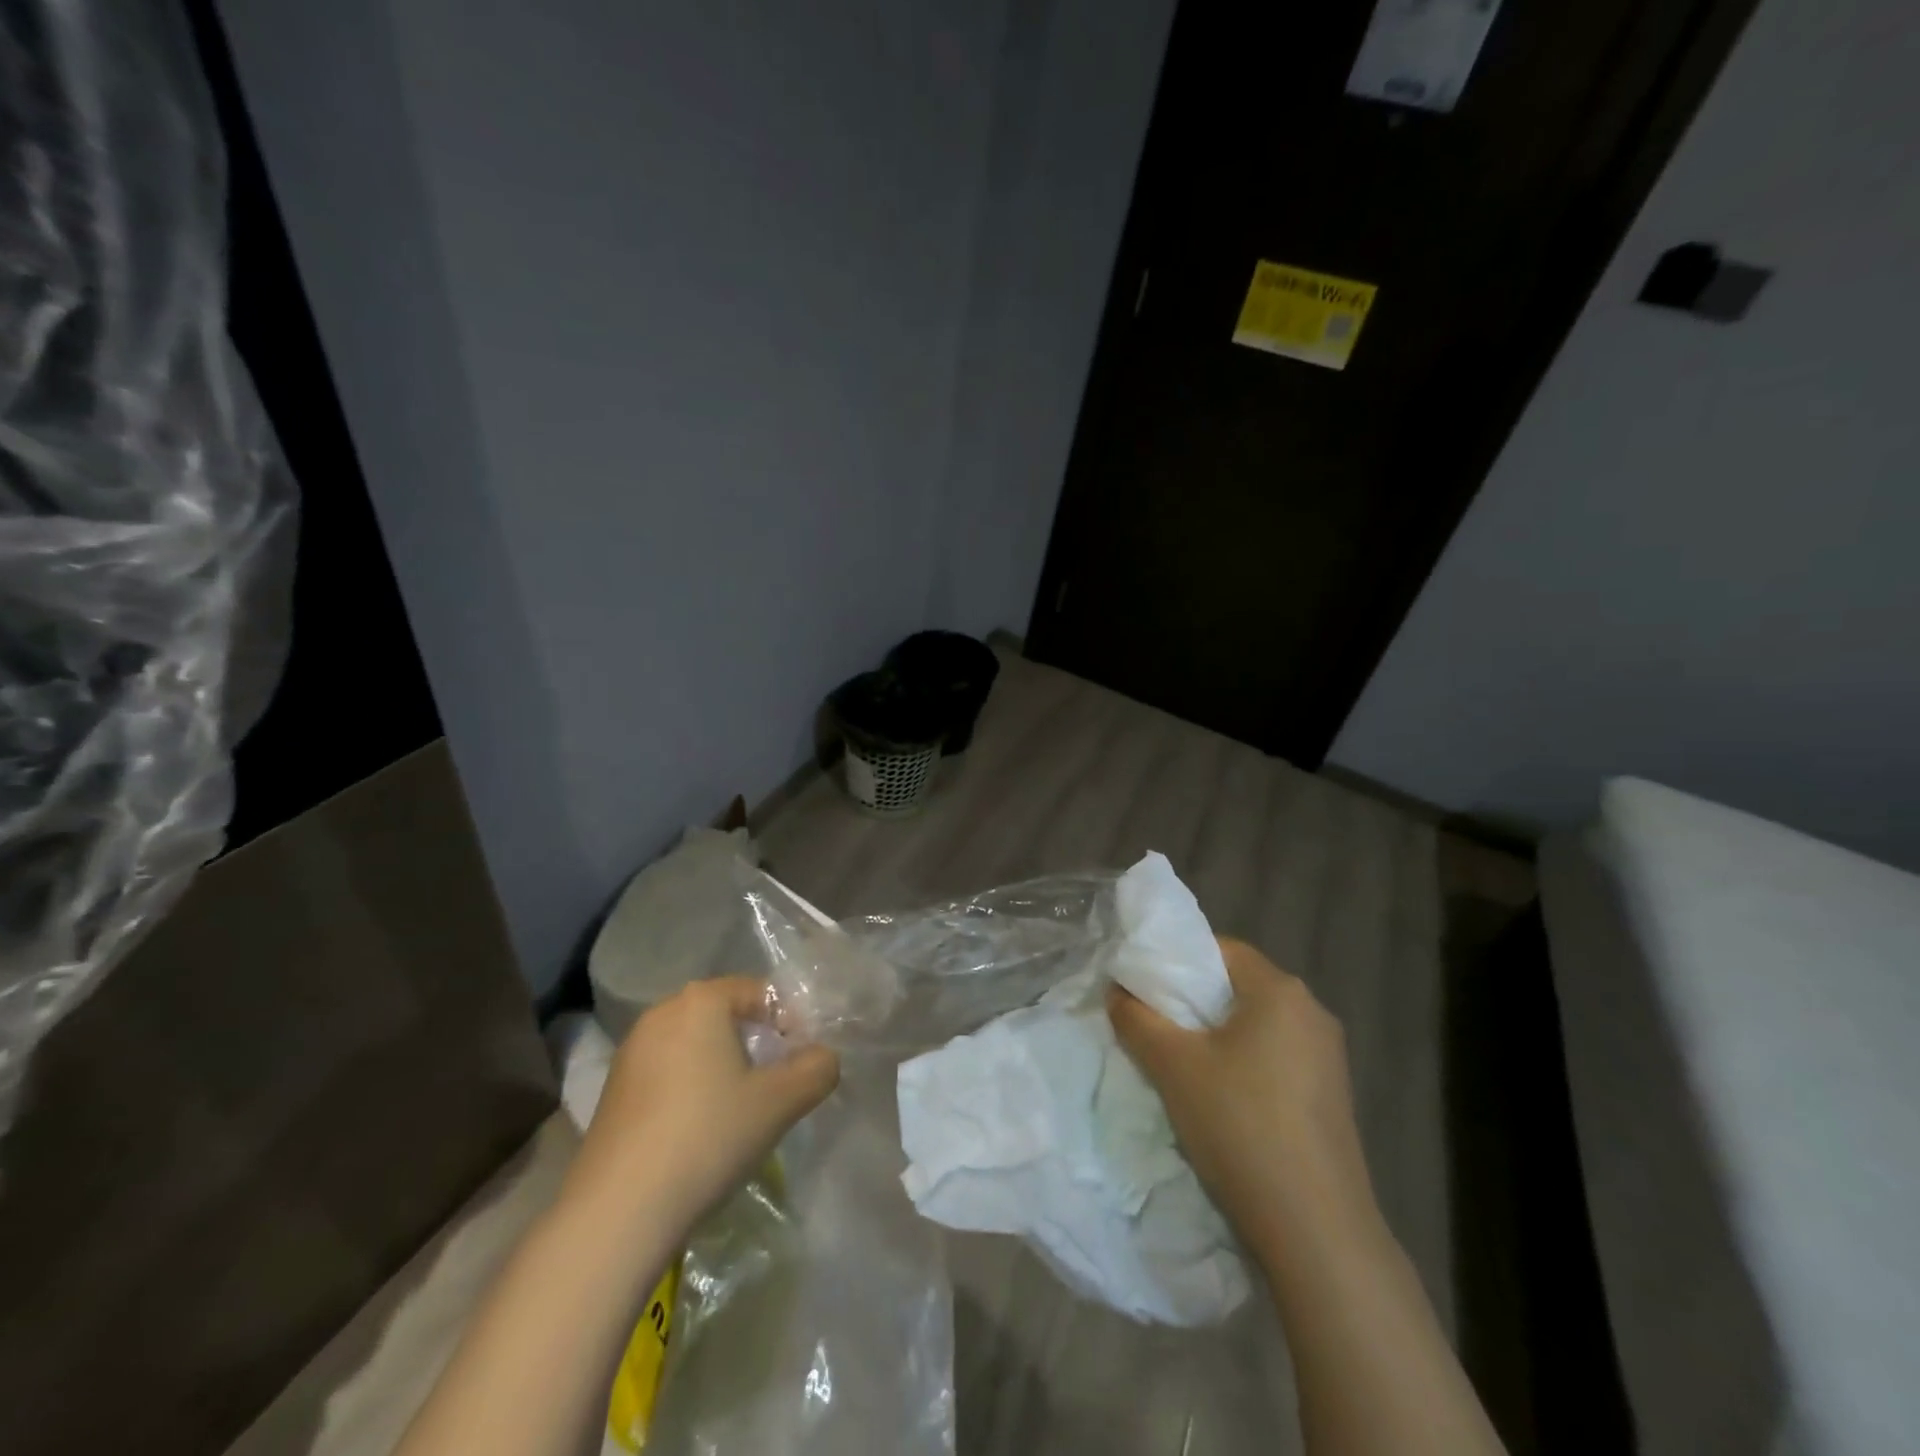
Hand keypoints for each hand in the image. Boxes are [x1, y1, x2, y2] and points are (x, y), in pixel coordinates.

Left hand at [564, 977, 839, 1237]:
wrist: (618, 1211)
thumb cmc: (707, 1136)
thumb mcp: (780, 1102)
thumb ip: (817, 1069)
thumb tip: (824, 1057)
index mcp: (701, 1001)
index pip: (760, 992)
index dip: (790, 1022)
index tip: (803, 1061)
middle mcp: (662, 1012)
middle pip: (726, 1015)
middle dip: (757, 1042)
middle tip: (777, 1083)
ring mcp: (631, 1051)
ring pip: (696, 1044)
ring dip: (724, 1066)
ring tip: (741, 1109)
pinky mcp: (613, 1089)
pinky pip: (668, 1071)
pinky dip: (692, 1087)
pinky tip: (700, 1129)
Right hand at [1107, 937, 1378, 1264]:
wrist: (1317, 1230)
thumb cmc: (1241, 1126)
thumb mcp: (1173, 1066)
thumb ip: (1137, 1018)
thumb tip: (1116, 990)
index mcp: (1281, 990)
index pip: (1220, 949)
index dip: (1177, 960)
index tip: (1144, 986)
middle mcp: (1312, 1012)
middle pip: (1239, 986)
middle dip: (1193, 1001)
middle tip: (1153, 1023)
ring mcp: (1329, 1057)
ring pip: (1257, 1025)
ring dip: (1217, 1035)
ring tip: (1179, 1062)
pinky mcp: (1332, 1096)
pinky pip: (1276, 1057)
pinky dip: (1243, 1062)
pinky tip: (1221, 1098)